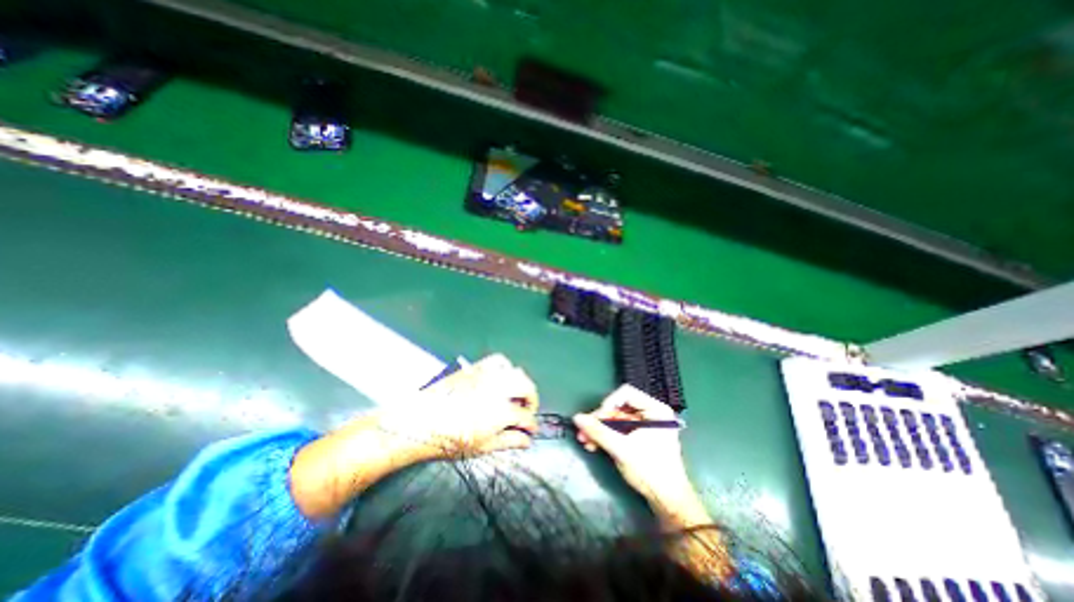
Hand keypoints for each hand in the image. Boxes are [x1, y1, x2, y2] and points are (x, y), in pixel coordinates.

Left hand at [377, 352, 545, 459]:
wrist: (419, 421)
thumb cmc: (448, 439)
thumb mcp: (481, 447)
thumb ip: (508, 441)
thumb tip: (526, 440)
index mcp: (501, 411)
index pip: (526, 417)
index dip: (531, 425)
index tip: (531, 430)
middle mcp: (498, 389)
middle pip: (527, 388)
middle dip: (532, 400)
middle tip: (527, 411)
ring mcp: (488, 375)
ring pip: (516, 372)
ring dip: (522, 384)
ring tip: (517, 394)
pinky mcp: (477, 367)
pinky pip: (499, 361)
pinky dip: (506, 368)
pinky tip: (502, 377)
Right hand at [575, 387, 692, 510]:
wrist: (668, 503)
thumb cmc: (650, 471)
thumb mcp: (621, 449)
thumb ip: (598, 431)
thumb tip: (577, 417)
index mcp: (655, 410)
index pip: (626, 393)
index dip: (608, 403)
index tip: (597, 419)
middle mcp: (650, 413)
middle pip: (618, 407)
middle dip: (599, 421)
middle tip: (583, 431)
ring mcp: (645, 426)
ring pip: (615, 420)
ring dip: (599, 430)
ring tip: (584, 441)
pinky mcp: (639, 438)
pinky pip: (619, 430)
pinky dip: (606, 436)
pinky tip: (593, 445)